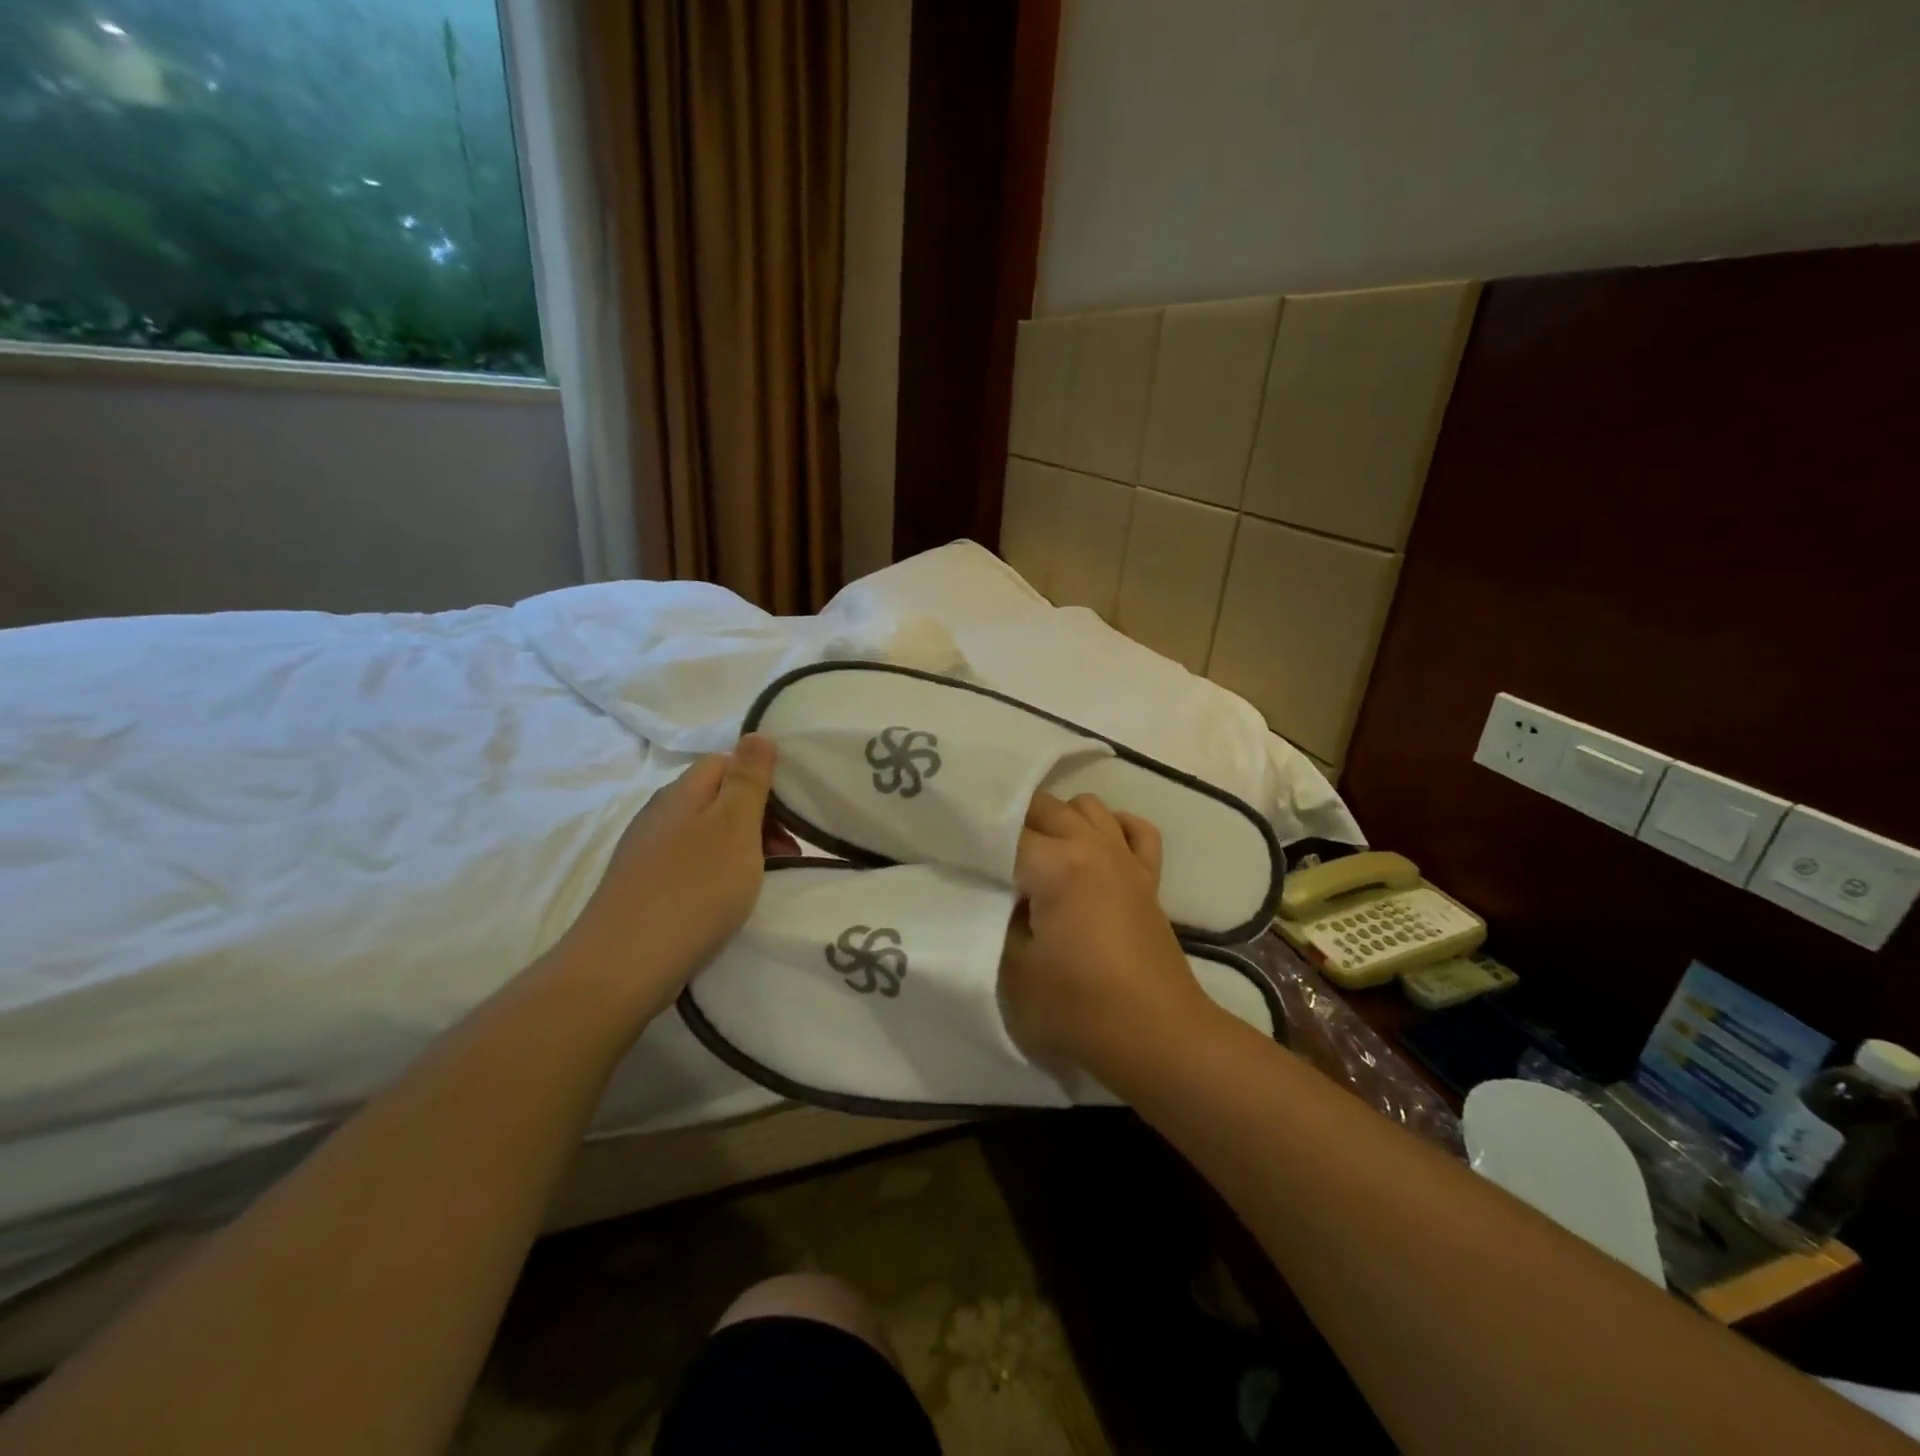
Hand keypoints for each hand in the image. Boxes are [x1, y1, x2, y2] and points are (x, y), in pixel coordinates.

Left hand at [556, 734, 790, 1018]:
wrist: (623, 966)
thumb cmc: (693, 889)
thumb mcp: (734, 826)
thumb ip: (749, 779)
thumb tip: (757, 734)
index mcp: (682, 793)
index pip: (726, 763)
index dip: (762, 781)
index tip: (792, 816)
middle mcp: (660, 815)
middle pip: (717, 800)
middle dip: (758, 820)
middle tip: (788, 853)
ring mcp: (646, 854)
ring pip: (706, 836)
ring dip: (741, 850)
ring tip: (764, 881)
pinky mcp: (642, 889)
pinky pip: (691, 867)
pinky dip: (717, 876)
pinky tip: (727, 902)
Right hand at [999, 791, 1222, 1078]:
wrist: (1157, 1039)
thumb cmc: (1078, 1010)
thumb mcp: (1013, 970)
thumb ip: (998, 919)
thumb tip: (1000, 893)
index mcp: (1056, 866)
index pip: (1004, 831)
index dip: (974, 839)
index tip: (952, 853)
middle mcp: (1093, 847)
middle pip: (1044, 806)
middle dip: (1010, 823)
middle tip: (986, 857)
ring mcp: (1125, 859)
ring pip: (1087, 806)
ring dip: (1059, 819)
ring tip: (1037, 853)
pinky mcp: (1149, 879)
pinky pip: (1134, 829)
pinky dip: (1112, 827)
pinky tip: (1093, 849)